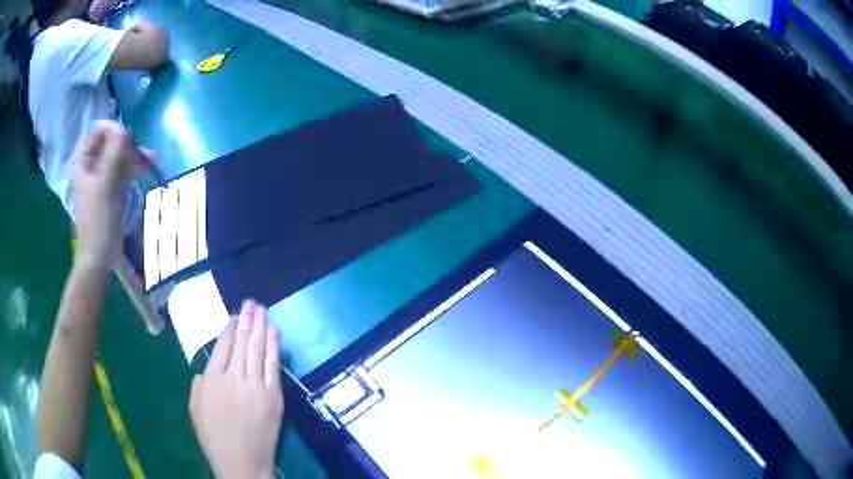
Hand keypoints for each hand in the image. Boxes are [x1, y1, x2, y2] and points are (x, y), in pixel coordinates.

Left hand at [70, 121, 148, 268]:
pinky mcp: (112, 187)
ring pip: (120, 156)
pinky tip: (149, 168)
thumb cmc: (98, 220)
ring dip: (135, 156)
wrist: (99, 255)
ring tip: (153, 160)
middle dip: (128, 146)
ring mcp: (102, 176)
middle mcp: (92, 164)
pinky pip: (124, 169)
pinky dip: (135, 167)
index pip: (98, 131)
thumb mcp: (105, 184)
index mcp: (83, 161)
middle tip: (143, 153)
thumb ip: (113, 153)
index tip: (127, 139)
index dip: (113, 130)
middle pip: (112, 143)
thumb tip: (123, 129)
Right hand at [190, 300, 283, 478]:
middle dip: (247, 319)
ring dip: (260, 326)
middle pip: (241, 342)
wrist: (241, 461)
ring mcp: (255, 385)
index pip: (222, 344)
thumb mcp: (194, 408)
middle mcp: (233, 377)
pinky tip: (274, 332)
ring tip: (262, 309)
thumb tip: (206, 369)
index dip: (230, 327)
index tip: (236, 315)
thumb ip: (198, 384)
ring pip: (257, 349)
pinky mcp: (273, 396)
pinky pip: (273, 365)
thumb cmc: (213, 437)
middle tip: (251, 302)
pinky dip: (273, 346)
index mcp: (212, 378)